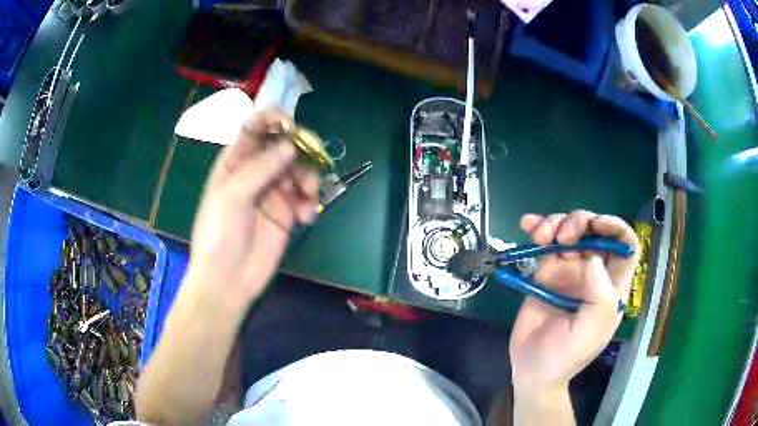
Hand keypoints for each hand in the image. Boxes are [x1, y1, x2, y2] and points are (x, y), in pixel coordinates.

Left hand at [185, 109, 318, 307]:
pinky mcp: (287, 212)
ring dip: (309, 180)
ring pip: (300, 170)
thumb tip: (291, 146)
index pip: (255, 128)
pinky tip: (306, 217)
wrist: (227, 280)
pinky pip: (306, 196)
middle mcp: (256, 171)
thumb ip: (260, 169)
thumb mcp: (232, 197)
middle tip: (313, 159)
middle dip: (301, 151)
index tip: (292, 126)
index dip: (273, 120)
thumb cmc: (219, 235)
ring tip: (307, 199)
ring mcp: (273, 191)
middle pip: (284, 146)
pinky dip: (310, 202)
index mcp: (235, 161)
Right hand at [509, 211, 638, 392]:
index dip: (616, 228)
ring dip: (555, 223)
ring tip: (539, 235)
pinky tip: (527, 225)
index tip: (597, 224)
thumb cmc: (566, 356)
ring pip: (569, 231)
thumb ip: (599, 298)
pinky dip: (537, 229)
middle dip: (580, 223)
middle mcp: (594, 273)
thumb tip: (593, 259)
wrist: (532, 370)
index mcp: (611, 286)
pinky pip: (545, 244)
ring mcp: (569, 271)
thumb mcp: (590, 333)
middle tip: (563, 236)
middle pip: (594, 231)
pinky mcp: (546, 273)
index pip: (625, 246)